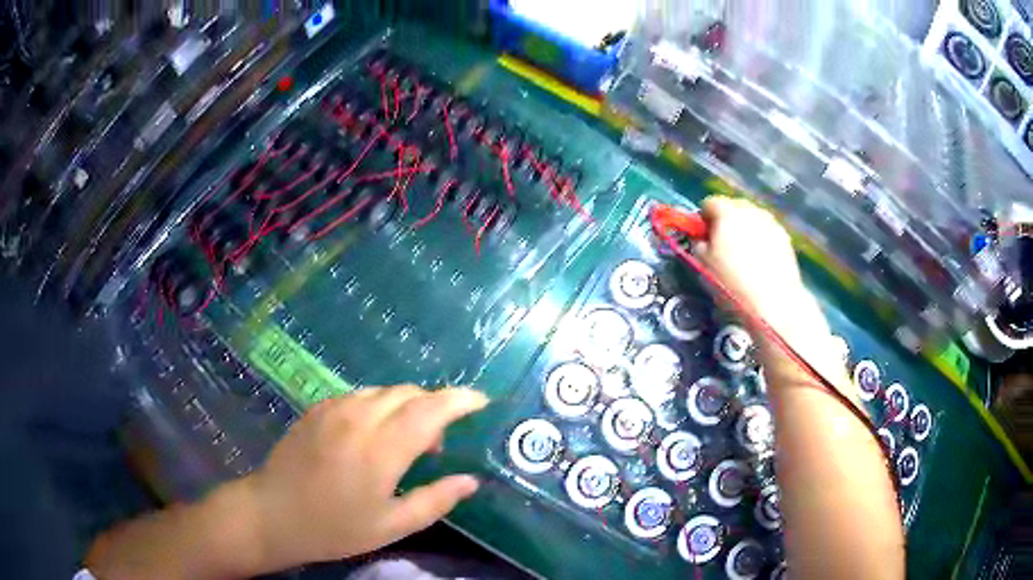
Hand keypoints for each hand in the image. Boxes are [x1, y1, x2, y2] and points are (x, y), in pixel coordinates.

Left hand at [236, 385, 488, 570]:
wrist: (273, 514)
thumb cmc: (334, 528)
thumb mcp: (391, 526)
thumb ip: (435, 501)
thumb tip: (470, 481)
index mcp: (381, 450)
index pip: (431, 410)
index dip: (461, 400)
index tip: (482, 402)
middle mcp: (359, 419)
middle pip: (409, 393)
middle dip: (435, 404)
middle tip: (439, 440)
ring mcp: (334, 409)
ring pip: (384, 391)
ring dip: (406, 405)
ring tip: (406, 439)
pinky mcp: (317, 408)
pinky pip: (359, 395)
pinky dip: (379, 405)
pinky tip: (373, 433)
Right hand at [694, 197, 842, 385]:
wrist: (774, 302)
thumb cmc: (732, 283)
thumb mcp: (703, 265)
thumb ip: (698, 244)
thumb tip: (702, 239)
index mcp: (727, 212)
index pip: (709, 203)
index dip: (703, 219)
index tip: (703, 237)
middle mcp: (750, 210)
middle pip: (733, 206)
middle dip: (726, 220)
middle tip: (723, 245)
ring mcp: (770, 222)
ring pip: (752, 218)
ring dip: (745, 229)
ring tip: (744, 254)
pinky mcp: (785, 237)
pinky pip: (766, 231)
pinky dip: (760, 239)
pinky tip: (760, 261)